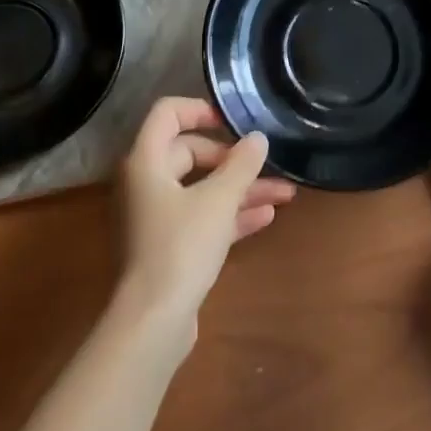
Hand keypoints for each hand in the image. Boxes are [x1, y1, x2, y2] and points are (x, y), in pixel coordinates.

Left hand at [113, 97, 295, 349]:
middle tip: (264, 163)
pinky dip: (230, 215)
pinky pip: (201, 218)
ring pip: (201, 189)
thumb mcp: (218, 200)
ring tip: (285, 193)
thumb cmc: (181, 247)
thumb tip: (258, 138)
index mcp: (146, 162)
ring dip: (240, 189)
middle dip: (232, 158)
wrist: (153, 320)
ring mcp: (156, 216)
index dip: (200, 109)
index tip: (233, 121)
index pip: (167, 114)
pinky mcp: (168, 246)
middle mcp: (146, 183)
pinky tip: (266, 218)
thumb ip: (241, 165)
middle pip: (189, 152)